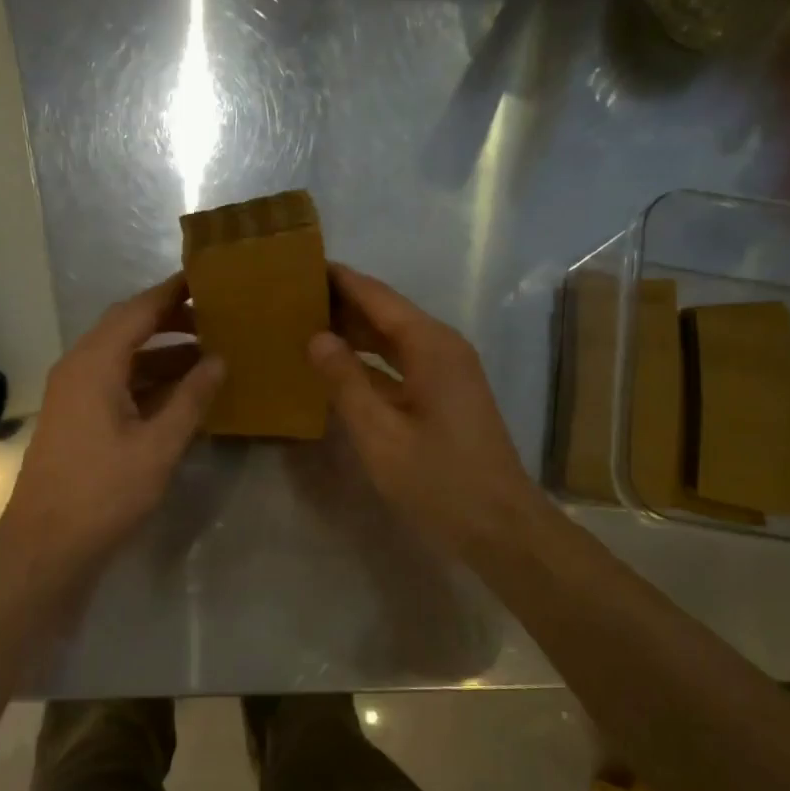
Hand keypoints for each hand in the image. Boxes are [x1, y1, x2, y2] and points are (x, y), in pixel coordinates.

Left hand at [0, 273, 222, 580]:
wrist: (47, 543)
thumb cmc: (104, 492)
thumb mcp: (158, 446)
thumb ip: (191, 398)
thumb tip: (219, 360)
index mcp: (95, 364)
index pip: (138, 310)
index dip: (173, 292)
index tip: (207, 277)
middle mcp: (79, 367)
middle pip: (127, 327)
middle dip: (170, 319)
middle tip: (216, 316)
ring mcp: (74, 392)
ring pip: (122, 356)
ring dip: (161, 351)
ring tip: (209, 352)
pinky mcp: (76, 415)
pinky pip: (115, 380)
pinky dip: (147, 378)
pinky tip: (181, 390)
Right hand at [309, 264, 544, 562]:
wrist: (499, 526)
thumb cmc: (438, 480)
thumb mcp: (379, 434)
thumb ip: (345, 382)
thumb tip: (316, 337)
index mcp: (430, 345)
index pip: (376, 296)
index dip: (339, 279)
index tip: (299, 263)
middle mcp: (442, 347)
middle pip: (385, 312)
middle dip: (341, 302)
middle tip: (290, 295)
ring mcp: (447, 371)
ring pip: (392, 338)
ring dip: (353, 331)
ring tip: (304, 322)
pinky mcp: (445, 395)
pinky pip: (400, 363)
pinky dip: (368, 360)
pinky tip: (336, 366)